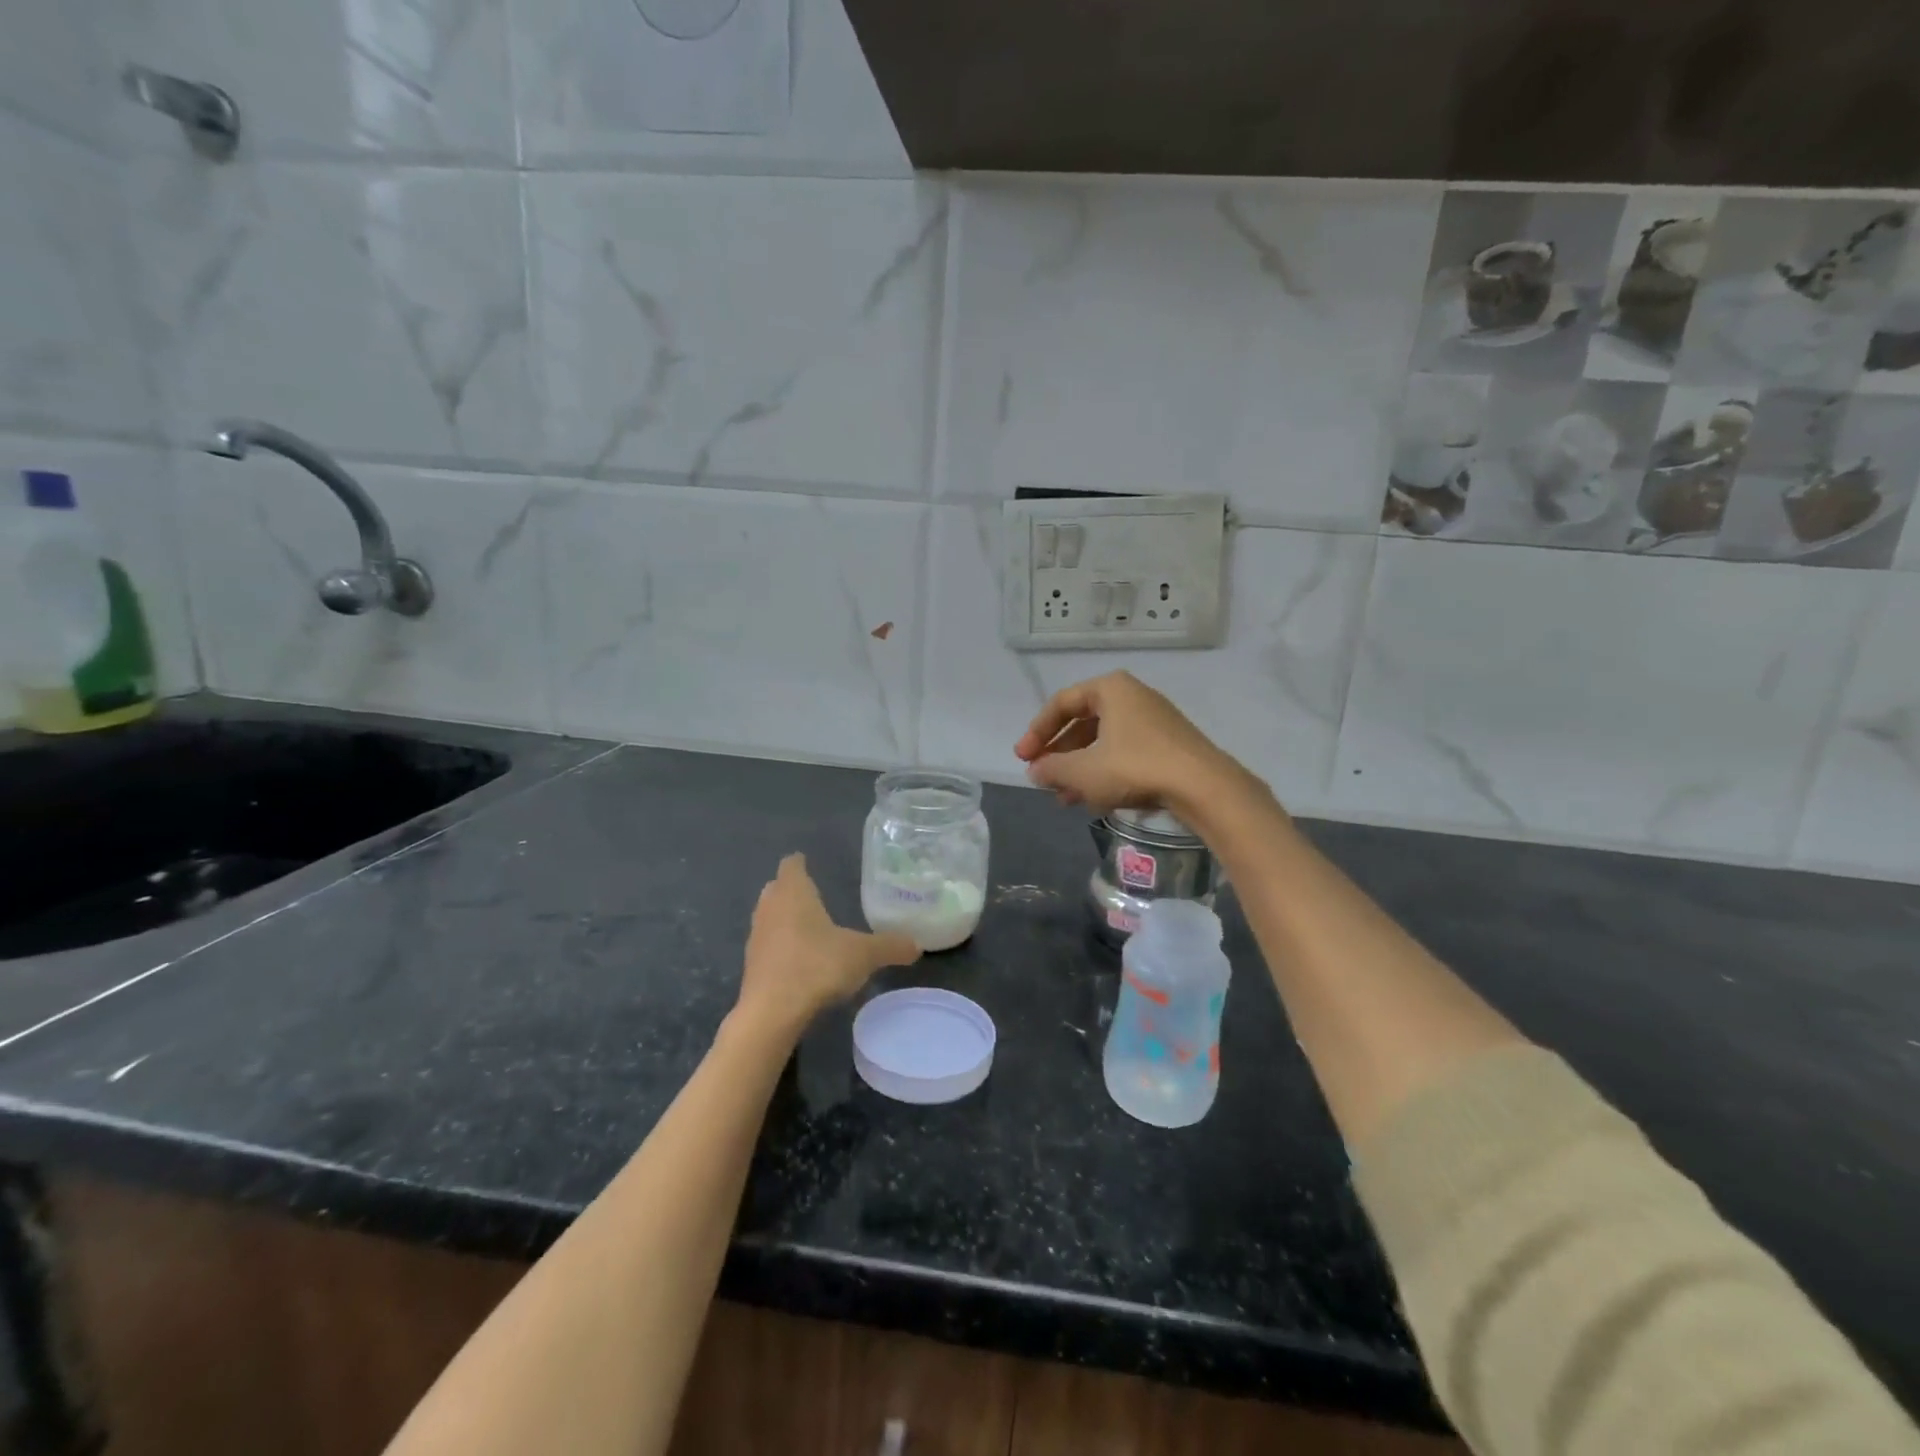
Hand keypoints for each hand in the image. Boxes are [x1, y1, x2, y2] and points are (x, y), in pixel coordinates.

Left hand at [737, 854, 919, 1034]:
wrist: (771, 1013)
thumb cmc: (816, 966)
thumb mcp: (863, 955)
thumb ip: (890, 946)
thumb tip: (917, 945)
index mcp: (794, 893)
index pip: (791, 865)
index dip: (800, 863)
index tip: (810, 863)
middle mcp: (770, 907)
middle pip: (777, 888)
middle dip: (792, 889)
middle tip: (816, 895)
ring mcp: (756, 936)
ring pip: (769, 916)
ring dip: (784, 919)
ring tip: (809, 928)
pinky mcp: (751, 964)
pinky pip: (767, 944)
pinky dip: (780, 946)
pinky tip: (799, 960)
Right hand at [1013, 672, 1244, 815]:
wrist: (1204, 787)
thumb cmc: (1136, 768)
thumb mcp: (1083, 772)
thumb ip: (1052, 768)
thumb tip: (1035, 770)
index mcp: (1110, 689)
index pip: (1061, 704)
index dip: (1037, 732)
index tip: (1023, 759)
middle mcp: (1132, 696)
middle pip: (1082, 723)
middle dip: (1059, 754)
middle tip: (1042, 778)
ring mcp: (1153, 720)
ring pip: (1103, 742)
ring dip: (1079, 768)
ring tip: (1063, 798)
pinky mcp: (1168, 744)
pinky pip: (1124, 753)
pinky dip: (1104, 772)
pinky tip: (1094, 800)